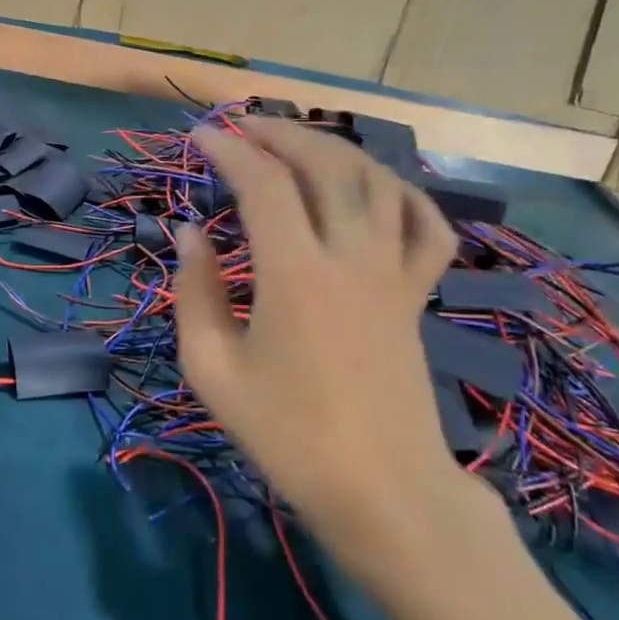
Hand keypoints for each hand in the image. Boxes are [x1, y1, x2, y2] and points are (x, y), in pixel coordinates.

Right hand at [174, 117, 487, 570]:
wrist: (382, 492)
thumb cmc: (288, 436)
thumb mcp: (213, 370)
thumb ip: (195, 292)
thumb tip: (191, 232)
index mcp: (295, 274)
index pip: (263, 184)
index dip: (229, 150)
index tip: (200, 136)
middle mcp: (351, 257)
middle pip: (325, 164)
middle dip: (281, 133)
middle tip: (243, 127)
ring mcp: (393, 273)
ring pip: (376, 181)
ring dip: (335, 149)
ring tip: (298, 142)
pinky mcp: (417, 294)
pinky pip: (427, 227)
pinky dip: (404, 193)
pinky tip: (377, 187)